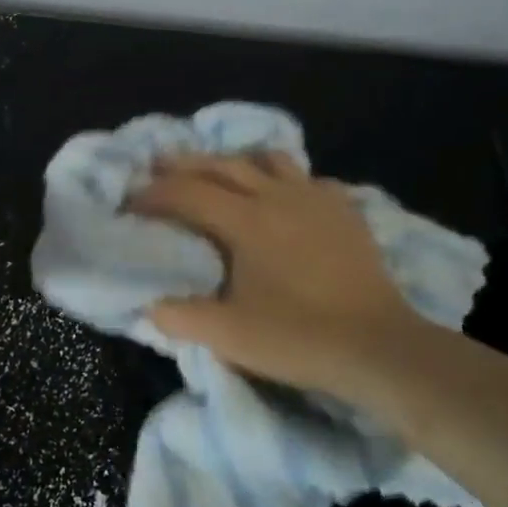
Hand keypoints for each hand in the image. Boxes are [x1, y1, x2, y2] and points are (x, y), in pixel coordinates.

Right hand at [129, 151, 429, 393]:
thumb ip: (179, 317)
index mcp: (244, 220)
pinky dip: (285, 181)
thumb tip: (150, 304)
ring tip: (219, 173)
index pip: (187, 193)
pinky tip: (283, 198)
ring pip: (267, 160)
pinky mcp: (344, 211)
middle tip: (157, 167)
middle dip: (184, 164)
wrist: (377, 347)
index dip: (153, 194)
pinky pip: (308, 179)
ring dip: (235, 161)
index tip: (130, 202)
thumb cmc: (297, 337)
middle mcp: (277, 196)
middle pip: (222, 165)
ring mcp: (315, 199)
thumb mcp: (227, 335)